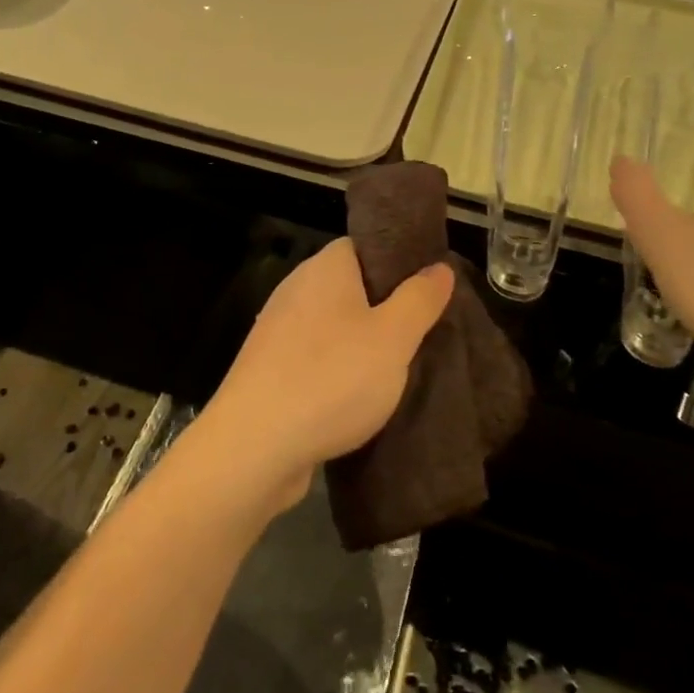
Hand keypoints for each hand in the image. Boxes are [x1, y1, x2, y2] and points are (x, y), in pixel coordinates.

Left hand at [204, 239, 452, 512]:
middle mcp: (295, 289)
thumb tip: (439, 267)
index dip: (398, 263)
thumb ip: (419, 300)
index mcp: (324, 268)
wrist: (254, 446)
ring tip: (397, 370)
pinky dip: (337, 372)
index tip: (428, 290)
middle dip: (385, 309)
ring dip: (362, 345)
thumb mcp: (393, 338)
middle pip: (350, 287)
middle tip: (421, 334)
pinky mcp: (269, 369)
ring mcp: (277, 330)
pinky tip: (358, 398)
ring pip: (333, 326)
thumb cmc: (331, 380)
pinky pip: (314, 358)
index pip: (365, 246)